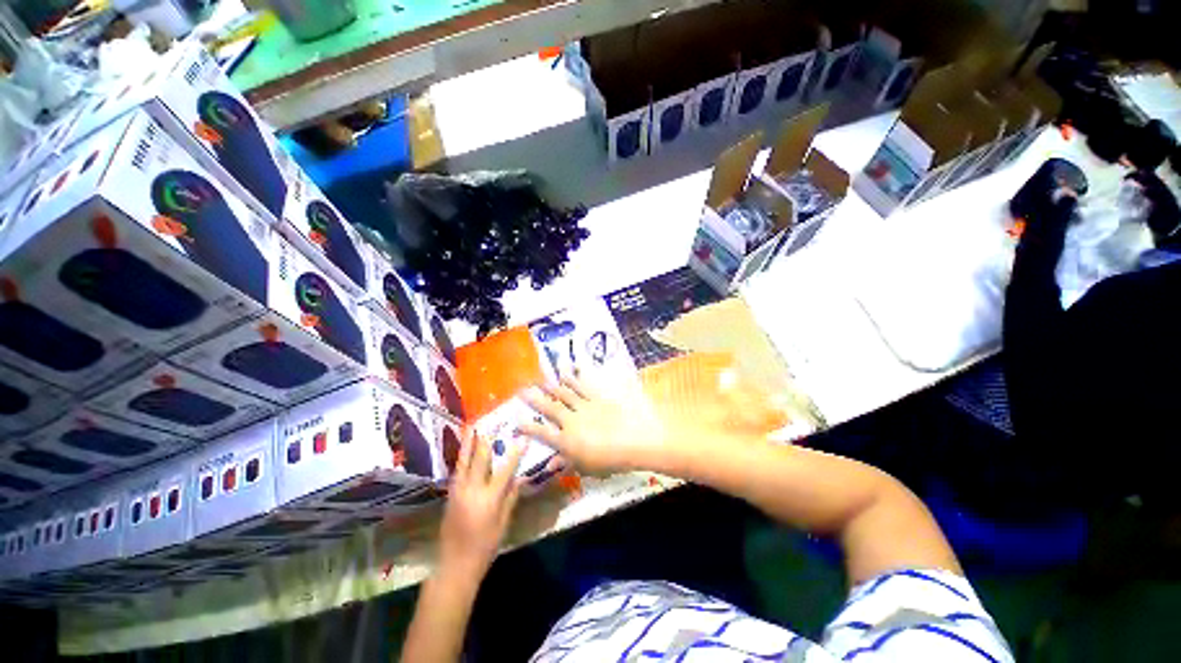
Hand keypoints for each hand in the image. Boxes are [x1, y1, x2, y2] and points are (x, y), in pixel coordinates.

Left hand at [438, 429, 525, 579]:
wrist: (455, 565)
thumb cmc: (485, 547)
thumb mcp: (503, 524)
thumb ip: (510, 498)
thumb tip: (519, 477)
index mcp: (489, 498)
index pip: (505, 469)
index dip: (515, 453)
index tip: (522, 438)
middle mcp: (472, 490)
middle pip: (480, 459)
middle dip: (486, 440)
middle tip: (491, 424)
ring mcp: (458, 491)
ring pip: (464, 462)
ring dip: (469, 444)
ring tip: (472, 428)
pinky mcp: (450, 495)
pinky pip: (458, 471)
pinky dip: (462, 458)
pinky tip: (464, 451)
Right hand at [519, 375, 670, 474]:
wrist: (636, 440)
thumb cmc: (612, 460)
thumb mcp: (588, 467)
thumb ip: (567, 463)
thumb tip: (549, 465)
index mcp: (568, 441)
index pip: (543, 434)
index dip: (529, 428)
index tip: (516, 421)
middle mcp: (572, 421)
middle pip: (550, 409)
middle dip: (535, 400)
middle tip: (522, 390)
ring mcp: (585, 406)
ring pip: (565, 394)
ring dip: (552, 385)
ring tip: (541, 377)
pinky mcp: (598, 397)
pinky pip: (584, 385)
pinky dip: (576, 376)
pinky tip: (570, 368)